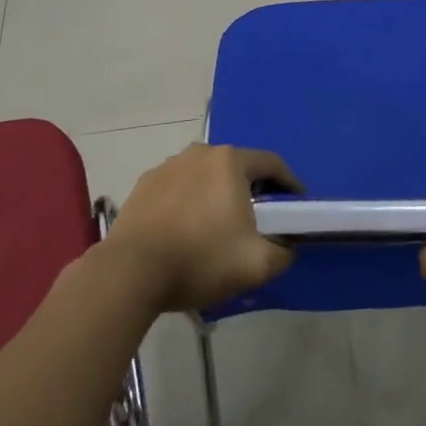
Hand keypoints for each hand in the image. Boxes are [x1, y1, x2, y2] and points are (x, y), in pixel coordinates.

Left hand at [107, 144, 301, 311]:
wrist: (130, 272)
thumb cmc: (200, 259)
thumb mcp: (257, 264)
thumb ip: (283, 252)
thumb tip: (285, 248)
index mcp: (230, 161)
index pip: (272, 163)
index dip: (290, 183)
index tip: (296, 205)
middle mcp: (200, 153)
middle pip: (237, 167)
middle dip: (252, 189)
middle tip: (258, 219)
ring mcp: (167, 166)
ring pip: (205, 177)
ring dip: (217, 195)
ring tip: (218, 227)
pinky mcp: (143, 185)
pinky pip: (178, 189)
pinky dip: (188, 203)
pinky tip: (185, 230)